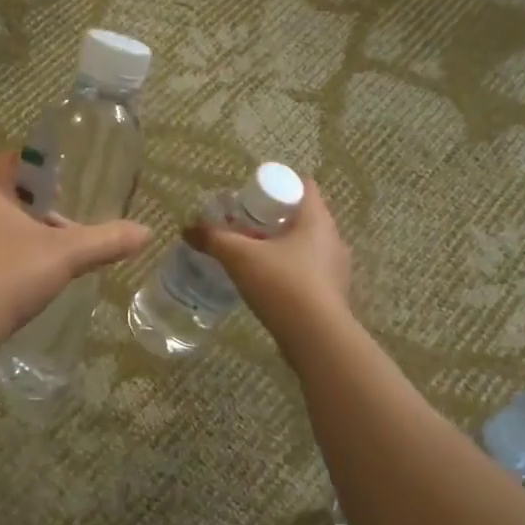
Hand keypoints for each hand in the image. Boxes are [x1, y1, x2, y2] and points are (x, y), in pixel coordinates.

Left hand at [0, 152, 151, 343]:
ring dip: (24, 235)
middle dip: (38, 208)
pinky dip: (7, 257)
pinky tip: (27, 278)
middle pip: (6, 195)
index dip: (42, 168)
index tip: (67, 184)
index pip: (13, 161)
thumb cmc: (9, 273)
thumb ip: (106, 241)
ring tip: (53, 254)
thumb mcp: (66, 254)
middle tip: (67, 224)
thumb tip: (147, 232)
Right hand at [184, 179, 350, 346]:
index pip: (303, 186)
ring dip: (281, 248)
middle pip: (302, 217)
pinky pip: (308, 272)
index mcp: (317, 219)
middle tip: (244, 229)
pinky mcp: (332, 294)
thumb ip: (214, 239)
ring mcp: (336, 268)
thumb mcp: (240, 258)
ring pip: (305, 246)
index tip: (251, 199)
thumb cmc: (282, 284)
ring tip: (252, 259)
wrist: (316, 338)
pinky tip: (268, 286)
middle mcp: (333, 238)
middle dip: (273, 220)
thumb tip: (188, 229)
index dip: (277, 187)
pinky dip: (288, 272)